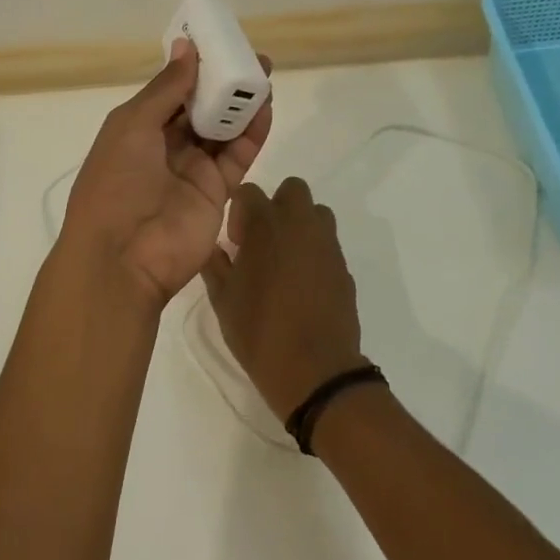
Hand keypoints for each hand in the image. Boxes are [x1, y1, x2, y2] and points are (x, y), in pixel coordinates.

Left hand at [60, 39, 272, 309]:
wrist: (124, 257)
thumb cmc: (116, 183)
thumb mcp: (133, 126)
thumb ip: (166, 88)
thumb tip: (188, 47)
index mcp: (137, 128)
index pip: (172, 90)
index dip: (195, 68)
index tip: (220, 43)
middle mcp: (166, 146)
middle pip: (201, 108)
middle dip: (224, 84)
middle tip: (253, 59)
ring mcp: (193, 170)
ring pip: (223, 129)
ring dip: (241, 105)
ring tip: (263, 78)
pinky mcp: (218, 191)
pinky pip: (238, 156)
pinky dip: (252, 133)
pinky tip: (265, 110)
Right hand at [200, 178, 364, 420]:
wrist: (314, 370)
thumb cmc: (259, 332)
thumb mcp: (223, 300)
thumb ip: (215, 265)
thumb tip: (214, 248)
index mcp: (266, 225)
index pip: (250, 191)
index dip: (238, 212)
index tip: (236, 243)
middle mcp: (300, 225)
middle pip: (292, 190)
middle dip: (276, 206)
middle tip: (262, 242)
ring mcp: (327, 245)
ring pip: (316, 213)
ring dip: (299, 225)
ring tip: (284, 262)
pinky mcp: (344, 267)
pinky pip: (327, 245)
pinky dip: (314, 253)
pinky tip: (302, 286)